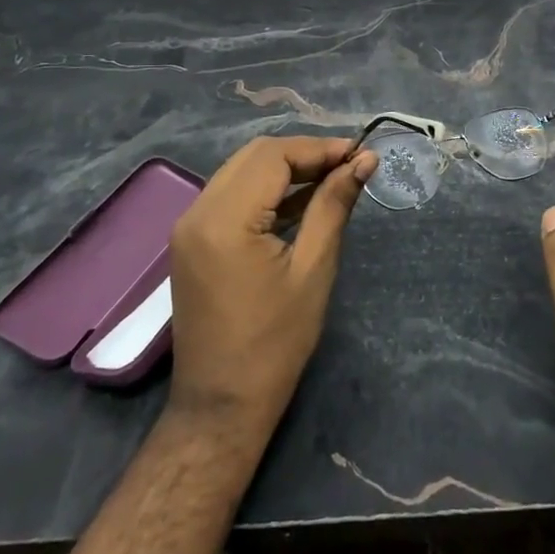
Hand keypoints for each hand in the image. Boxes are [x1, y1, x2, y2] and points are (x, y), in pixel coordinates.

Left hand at [168, 136, 376, 435]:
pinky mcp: (193, 240)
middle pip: (255, 156)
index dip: (320, 148)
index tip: (361, 154)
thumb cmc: (275, 342)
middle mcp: (198, 211)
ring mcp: (190, 225)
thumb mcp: (314, 269)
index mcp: (225, 219)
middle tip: (349, 165)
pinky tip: (302, 200)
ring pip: (241, 171)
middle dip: (304, 153)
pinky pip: (232, 195)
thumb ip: (334, 205)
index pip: (274, 156)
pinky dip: (266, 189)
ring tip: (333, 177)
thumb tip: (364, 161)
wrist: (221, 405)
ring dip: (286, 168)